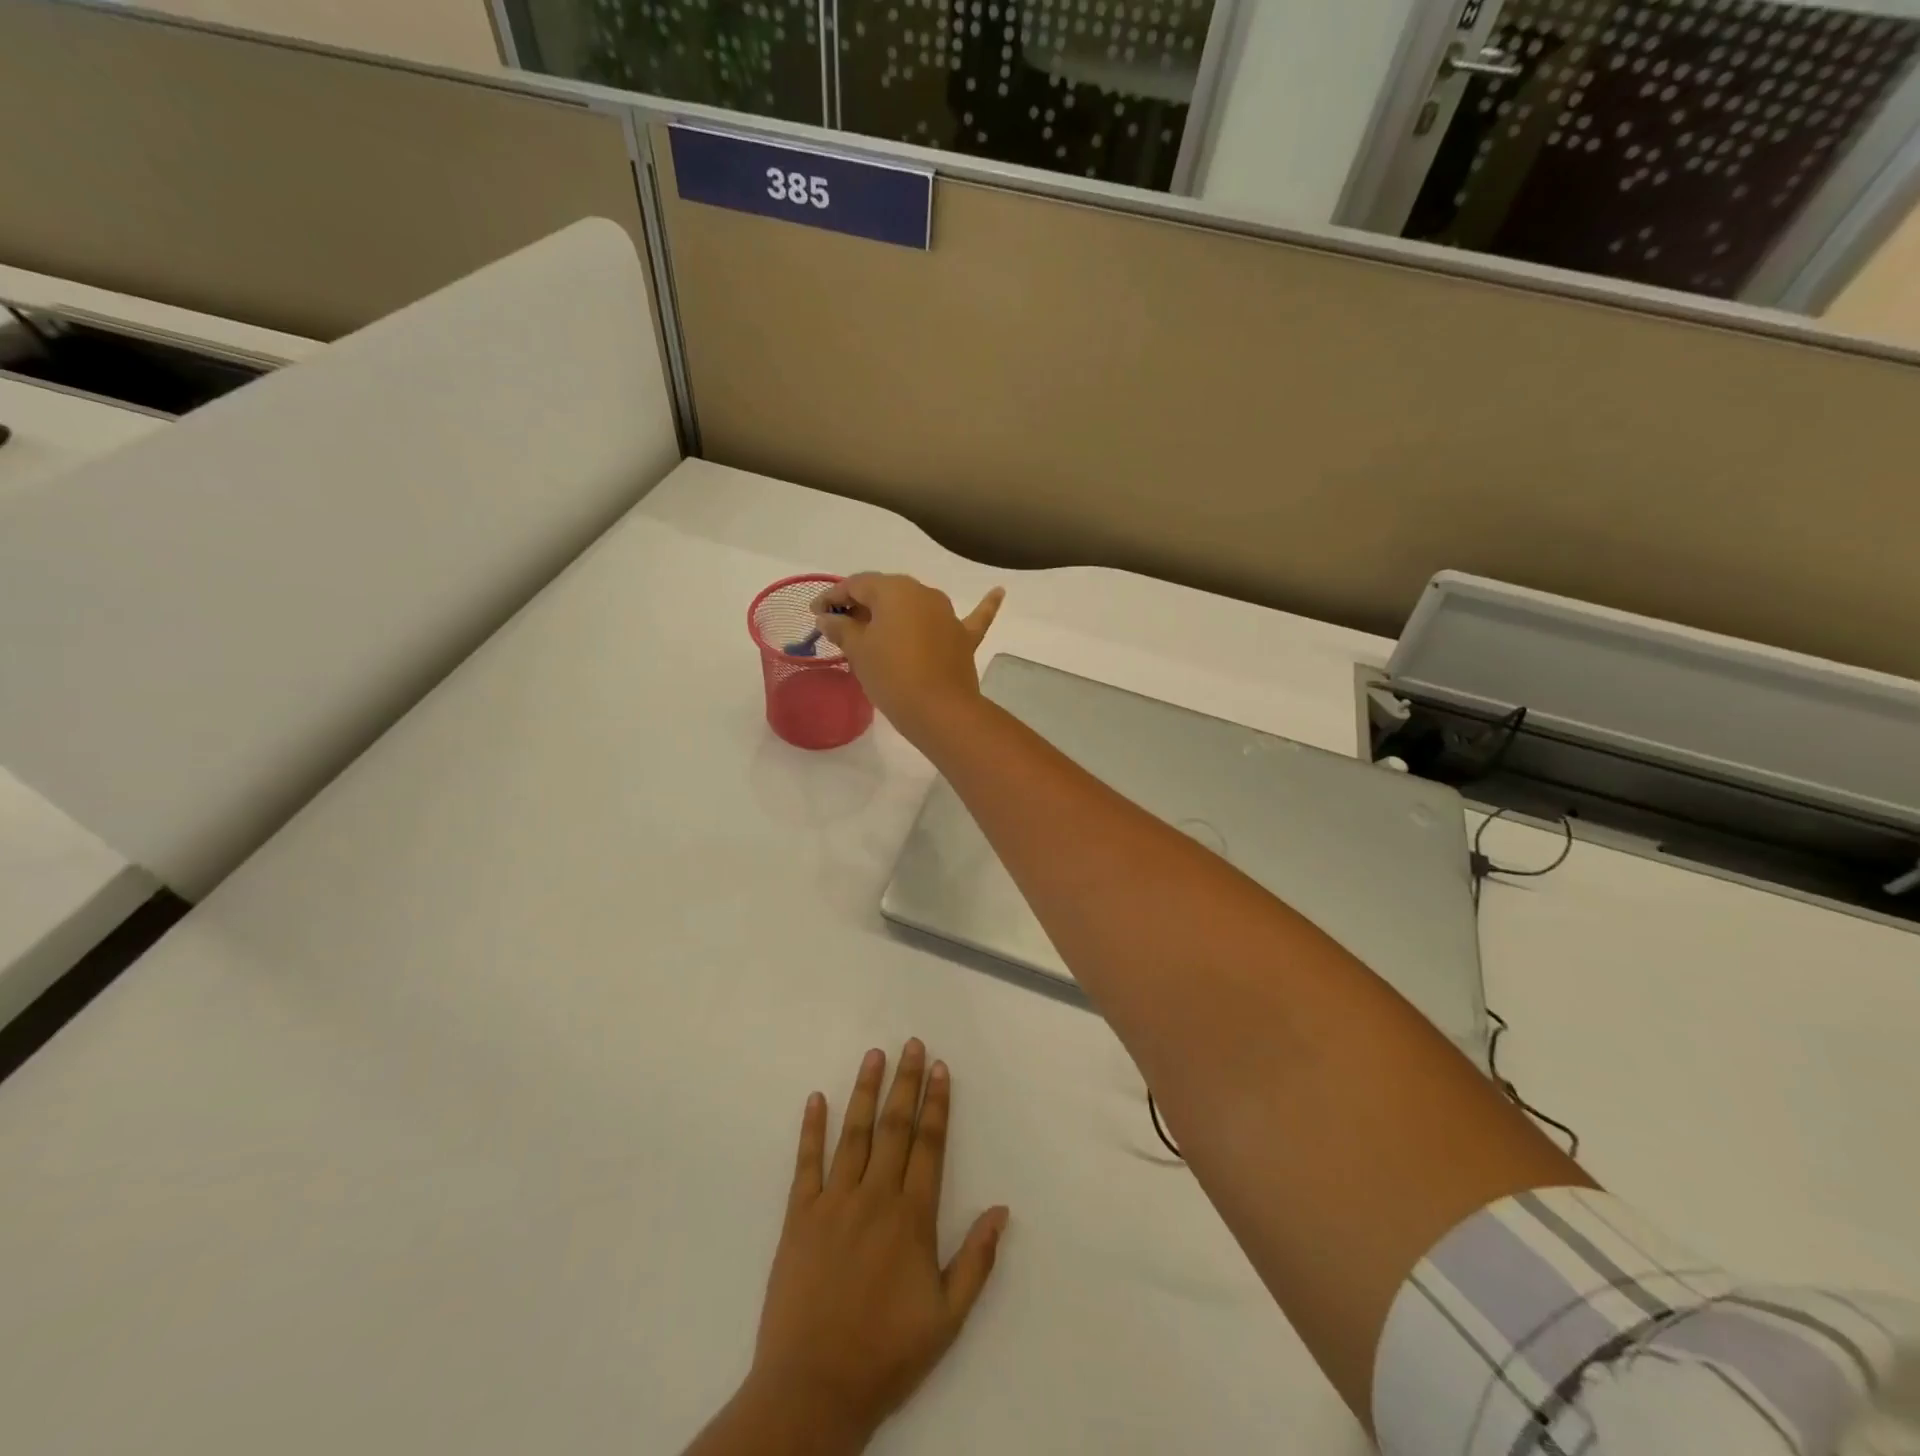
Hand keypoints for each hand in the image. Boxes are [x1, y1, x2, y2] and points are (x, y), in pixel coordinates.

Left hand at [744, 1041, 1008, 1451]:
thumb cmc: (886, 1353)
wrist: (814, 1389)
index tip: (939, 1068)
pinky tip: (816, 1098)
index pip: (929, 1145)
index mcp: (912, 1217)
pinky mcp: (799, 1216)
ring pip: (853, 1133)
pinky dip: (811, 1128)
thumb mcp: (948, 1318)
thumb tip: (1002, 1209)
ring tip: (873, 1055)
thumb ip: (977, 1260)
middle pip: (894, 1127)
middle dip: (905, 1082)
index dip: (936, 1104)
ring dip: (865, 1090)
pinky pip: (806, 1163)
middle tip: (911, 1043)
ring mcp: (834, 1202)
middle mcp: (875, 1197)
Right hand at [812, 575, 1004, 741]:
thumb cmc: (891, 675)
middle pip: (887, 592)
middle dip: (862, 605)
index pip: (857, 584)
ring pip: (917, 606)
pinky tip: (999, 591)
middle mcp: (924, 593)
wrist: (938, 710)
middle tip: (841, 624)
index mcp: (894, 589)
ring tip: (877, 625)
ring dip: (897, 612)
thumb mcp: (858, 651)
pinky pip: (973, 618)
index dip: (833, 597)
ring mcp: (948, 615)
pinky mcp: (964, 639)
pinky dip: (984, 605)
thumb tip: (828, 618)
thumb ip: (842, 629)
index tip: (816, 614)